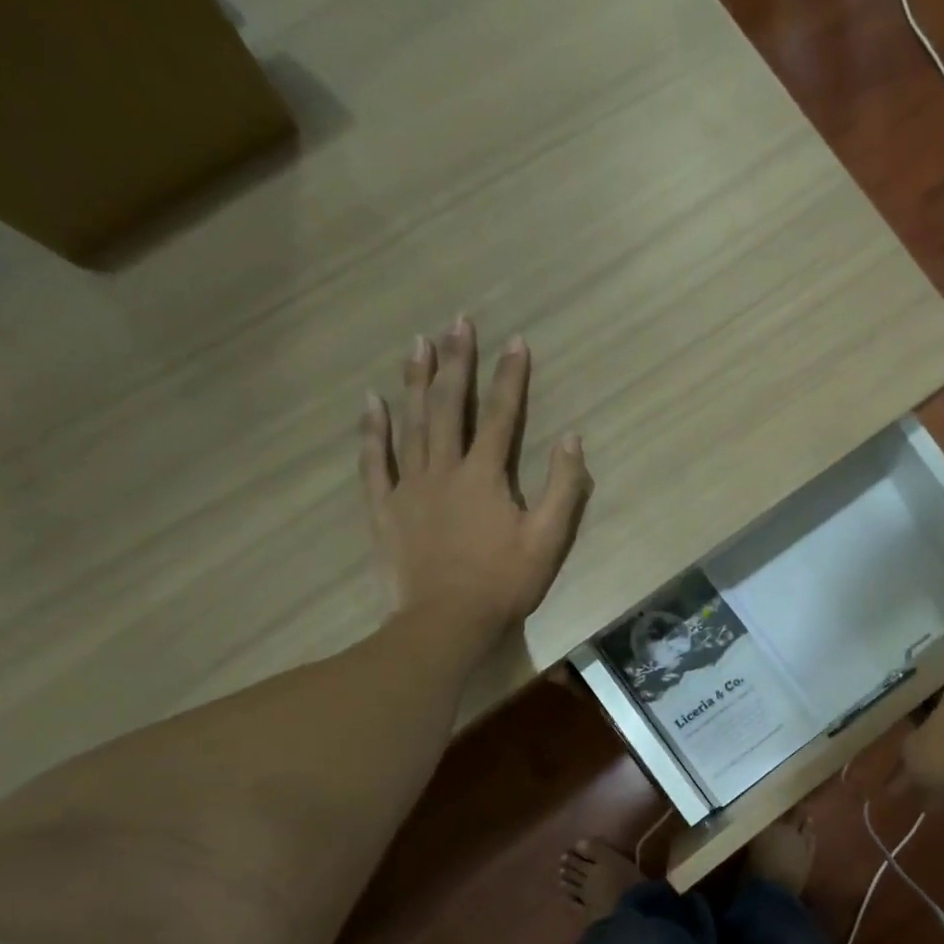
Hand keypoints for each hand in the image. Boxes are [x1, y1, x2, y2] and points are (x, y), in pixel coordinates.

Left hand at [360, 318, 591, 643]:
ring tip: (418, 343)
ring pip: (410, 423)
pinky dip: (373, 430)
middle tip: (457, 322)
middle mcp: (444, 469)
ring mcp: (409, 486)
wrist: (447, 622)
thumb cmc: (504, 583)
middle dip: (456, 362)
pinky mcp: (385, 508)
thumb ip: (562, 488)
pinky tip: (372, 401)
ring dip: (415, 380)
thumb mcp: (548, 540)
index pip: (500, 416)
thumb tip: (571, 440)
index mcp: (485, 476)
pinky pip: (375, 461)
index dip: (510, 378)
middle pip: (448, 406)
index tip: (516, 341)